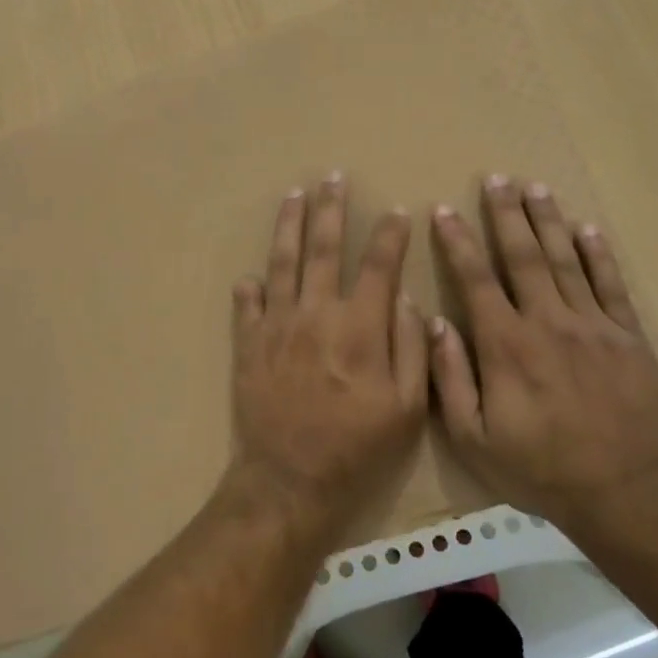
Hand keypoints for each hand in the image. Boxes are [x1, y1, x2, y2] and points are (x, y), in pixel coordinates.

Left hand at [230, 173, 428, 543]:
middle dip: (330, 209)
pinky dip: (250, 287)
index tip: (398, 212)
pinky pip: (247, 306)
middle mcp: (315, 315)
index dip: (390, 236)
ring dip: (288, 226)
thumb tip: (403, 300)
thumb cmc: (357, 449)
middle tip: (332, 177)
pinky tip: (251, 275)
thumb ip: (411, 350)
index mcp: (359, 328)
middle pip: (323, 249)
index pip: (378, 266)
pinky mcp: (248, 345)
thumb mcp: (406, 410)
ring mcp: (276, 326)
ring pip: (281, 263)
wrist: (290, 480)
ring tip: (293, 196)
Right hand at [428, 174, 657, 532]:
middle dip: (506, 214)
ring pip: (566, 260)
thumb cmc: (538, 467)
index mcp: (506, 345)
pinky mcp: (628, 338)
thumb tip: (435, 323)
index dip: (458, 242)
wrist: (622, 492)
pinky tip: (587, 227)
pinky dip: (599, 254)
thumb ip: (451, 377)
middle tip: (496, 178)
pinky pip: (611, 286)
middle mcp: (548, 323)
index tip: (445, 211)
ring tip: (535, 186)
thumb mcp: (474, 438)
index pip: (476, 280)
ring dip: (548, 220)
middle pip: (524, 256)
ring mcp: (593, 327)